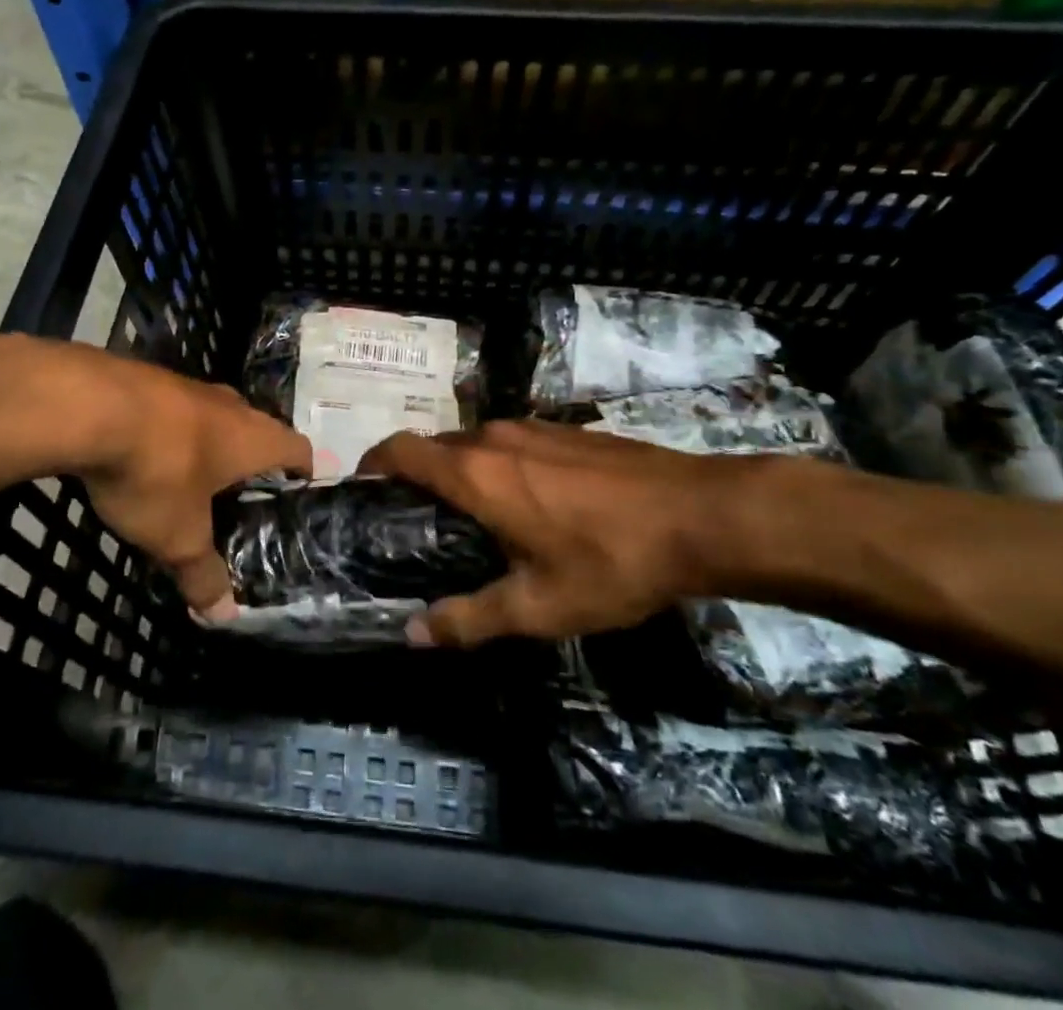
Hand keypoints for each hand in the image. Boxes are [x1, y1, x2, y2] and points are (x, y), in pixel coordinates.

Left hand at [57, 344, 309, 613]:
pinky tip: (148, 453)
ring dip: (209, 442)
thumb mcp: (178, 536)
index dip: (301, 470)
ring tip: (193, 477)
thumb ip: (202, 573)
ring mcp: (189, 386)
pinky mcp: (150, 379)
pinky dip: (171, 431)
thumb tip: (223, 614)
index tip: (295, 491)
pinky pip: (174, 409)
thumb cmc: (157, 472)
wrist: (92, 405)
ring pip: (214, 416)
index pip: (297, 447)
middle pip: (257, 428)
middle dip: (252, 458)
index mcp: (253, 438)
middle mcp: (230, 406)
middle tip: (240, 494)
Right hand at [358, 421, 753, 645]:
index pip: (401, 450)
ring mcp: (534, 428)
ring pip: (475, 443)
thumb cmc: (610, 561)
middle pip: (435, 447)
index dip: (372, 463)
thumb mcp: (539, 606)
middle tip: (417, 523)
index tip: (362, 490)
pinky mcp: (567, 431)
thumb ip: (470, 619)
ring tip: (472, 519)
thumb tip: (414, 633)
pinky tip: (529, 505)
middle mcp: (495, 437)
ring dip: (461, 472)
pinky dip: (498, 466)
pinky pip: (512, 443)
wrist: (700, 515)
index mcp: (475, 473)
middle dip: (417, 477)